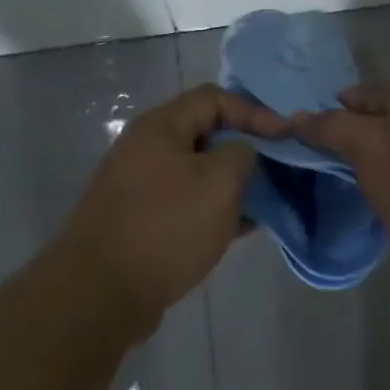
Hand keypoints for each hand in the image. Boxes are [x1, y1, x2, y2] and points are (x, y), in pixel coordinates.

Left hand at [55, 84, 287, 334]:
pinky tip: (241, 228)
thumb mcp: (219, 181)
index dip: (254, 112)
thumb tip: (241, 154)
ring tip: (267, 201)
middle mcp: (145, 149)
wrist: (102, 291)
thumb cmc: (167, 226)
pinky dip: (214, 210)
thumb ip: (241, 154)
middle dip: (245, 149)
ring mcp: (140, 187)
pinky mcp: (141, 221)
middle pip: (205, 134)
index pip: (214, 98)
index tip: (287, 137)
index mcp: (160, 127)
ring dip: (232, 183)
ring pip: (197, 173)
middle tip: (279, 169)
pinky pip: (186, 203)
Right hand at [295, 85, 389, 305]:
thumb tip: (298, 116)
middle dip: (345, 133)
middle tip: (304, 148)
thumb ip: (333, 127)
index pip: (371, 93)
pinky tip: (353, 199)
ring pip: (387, 159)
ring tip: (320, 173)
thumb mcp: (372, 145)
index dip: (337, 101)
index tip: (301, 118)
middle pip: (380, 125)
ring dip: (358, 164)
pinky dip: (374, 190)